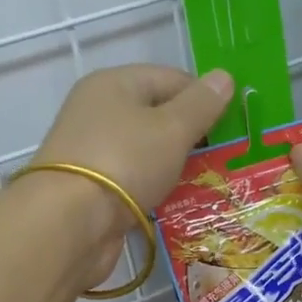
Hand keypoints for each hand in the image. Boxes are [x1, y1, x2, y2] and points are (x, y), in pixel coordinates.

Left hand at [29, 65, 233, 283]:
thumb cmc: (125, 162)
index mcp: (114, 84)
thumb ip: (201, 104)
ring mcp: (92, 151)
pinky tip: (179, 202)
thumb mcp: (172, 128)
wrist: (69, 224)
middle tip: (225, 157)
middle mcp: (98, 111)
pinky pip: (135, 180)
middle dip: (192, 135)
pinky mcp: (91, 188)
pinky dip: (156, 188)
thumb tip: (225, 77)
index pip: (171, 79)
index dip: (204, 99)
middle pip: (157, 114)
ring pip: (147, 151)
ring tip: (210, 182)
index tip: (232, 126)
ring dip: (175, 165)